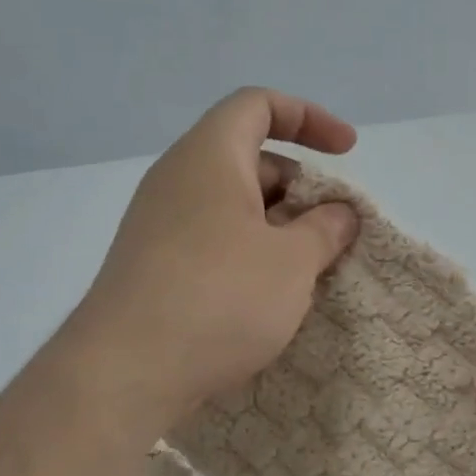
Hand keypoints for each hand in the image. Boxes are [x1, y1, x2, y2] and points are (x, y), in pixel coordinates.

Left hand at [69, 88, 360, 429]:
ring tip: (308, 272)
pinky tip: (268, 299)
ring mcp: (158, 225)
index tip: (347, 152)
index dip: (309, 117)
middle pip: (248, 159)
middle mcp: (177, 180)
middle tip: (331, 232)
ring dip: (276, 229)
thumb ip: (325, 230)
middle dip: (299, 188)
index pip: (259, 105)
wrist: (127, 371)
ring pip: (230, 207)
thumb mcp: (292, 262)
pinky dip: (247, 255)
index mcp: (209, 156)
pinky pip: (210, 242)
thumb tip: (339, 214)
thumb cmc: (221, 298)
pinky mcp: (152, 267)